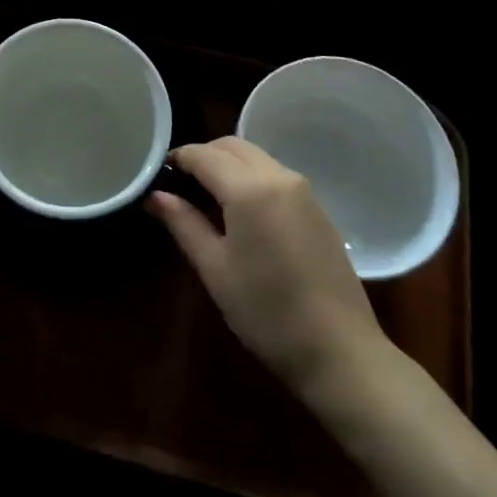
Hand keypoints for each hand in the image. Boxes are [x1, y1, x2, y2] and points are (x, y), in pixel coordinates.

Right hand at [147, 137, 392, 405]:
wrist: (341, 351)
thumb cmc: (267, 313)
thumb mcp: (215, 269)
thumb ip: (184, 224)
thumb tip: (155, 195)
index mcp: (249, 189)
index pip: (203, 155)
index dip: (178, 158)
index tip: (160, 172)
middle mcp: (278, 176)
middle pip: (232, 146)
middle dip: (204, 155)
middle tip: (182, 182)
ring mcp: (303, 190)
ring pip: (256, 156)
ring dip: (229, 164)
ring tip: (208, 196)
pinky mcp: (318, 208)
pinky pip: (275, 174)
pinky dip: (251, 177)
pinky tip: (242, 210)